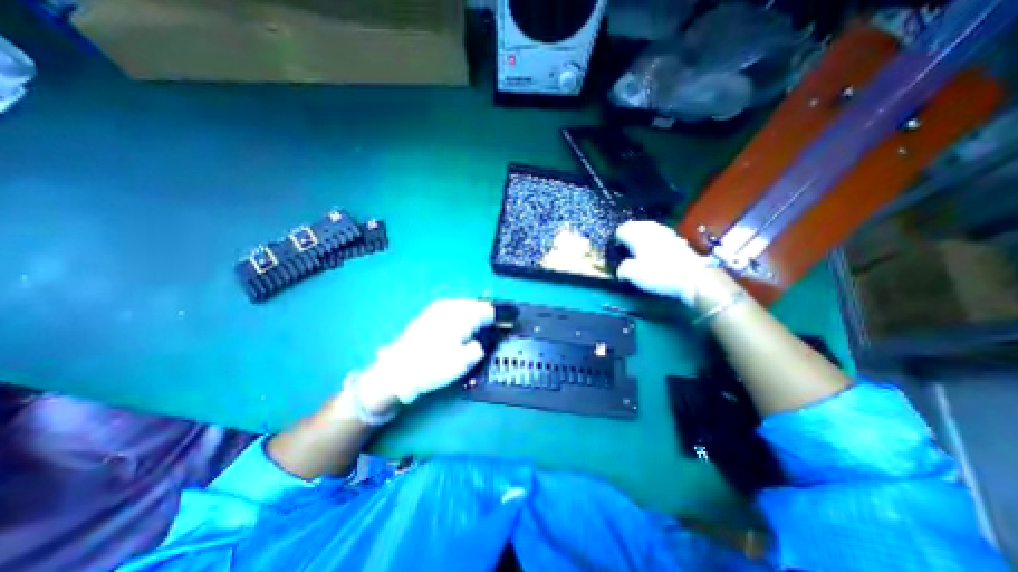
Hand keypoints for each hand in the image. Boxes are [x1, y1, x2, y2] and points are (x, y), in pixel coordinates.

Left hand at [355, 299, 494, 411]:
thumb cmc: (433, 366)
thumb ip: (478, 348)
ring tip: (476, 325)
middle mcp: (451, 306)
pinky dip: (460, 312)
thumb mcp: (463, 362)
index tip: (503, 326)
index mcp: (462, 316)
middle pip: (476, 304)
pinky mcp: (429, 312)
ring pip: (464, 303)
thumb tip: (481, 342)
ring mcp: (438, 307)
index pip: (487, 310)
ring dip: (472, 312)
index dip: (497, 318)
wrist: (398, 369)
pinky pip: (452, 306)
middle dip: (485, 313)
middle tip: (491, 326)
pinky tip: (458, 323)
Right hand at [612, 219, 712, 307]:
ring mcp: (665, 232)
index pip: (620, 230)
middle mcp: (651, 229)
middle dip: (628, 233)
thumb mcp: (633, 275)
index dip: (615, 240)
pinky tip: (654, 248)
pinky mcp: (676, 239)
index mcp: (637, 235)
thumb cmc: (659, 274)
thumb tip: (620, 269)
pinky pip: (659, 233)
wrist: (693, 278)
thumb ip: (622, 269)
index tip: (614, 250)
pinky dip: (653, 238)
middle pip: (634, 225)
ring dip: (641, 234)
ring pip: (647, 228)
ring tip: (637, 246)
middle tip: (624, 246)